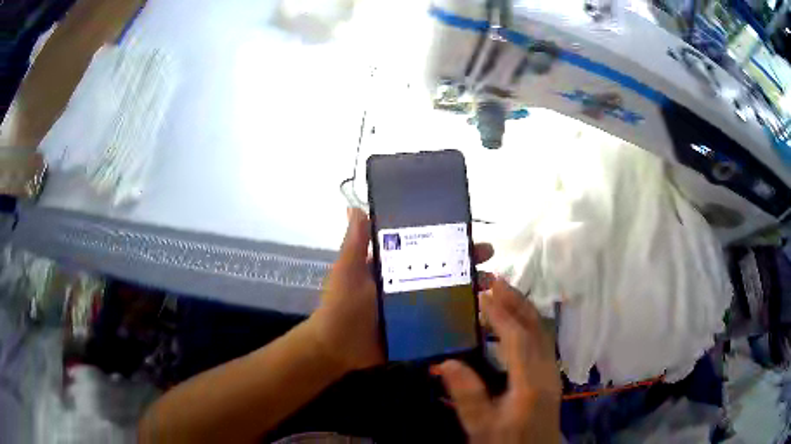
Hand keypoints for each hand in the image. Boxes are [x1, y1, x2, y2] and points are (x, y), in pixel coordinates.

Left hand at [308, 208, 494, 373]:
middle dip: (466, 261)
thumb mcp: (347, 272)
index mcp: (391, 266)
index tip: (468, 231)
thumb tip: (355, 207)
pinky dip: (461, 314)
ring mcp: (414, 307)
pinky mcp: (418, 328)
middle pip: (441, 268)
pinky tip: (480, 313)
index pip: (423, 246)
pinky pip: (443, 319)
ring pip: (447, 292)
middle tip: (489, 257)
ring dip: (469, 287)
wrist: (337, 350)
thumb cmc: (341, 307)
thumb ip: (355, 243)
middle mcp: (406, 283)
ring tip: (489, 284)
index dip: (445, 237)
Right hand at [436, 279, 560, 443]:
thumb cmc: (506, 441)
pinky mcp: (549, 373)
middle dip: (516, 301)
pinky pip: (541, 338)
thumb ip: (466, 395)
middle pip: (536, 328)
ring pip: (541, 331)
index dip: (501, 315)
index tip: (482, 294)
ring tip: (502, 293)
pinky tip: (513, 320)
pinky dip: (527, 322)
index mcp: (530, 383)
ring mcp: (551, 371)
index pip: (518, 340)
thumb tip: (446, 362)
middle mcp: (546, 371)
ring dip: (523, 308)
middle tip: (495, 280)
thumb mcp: (480, 426)